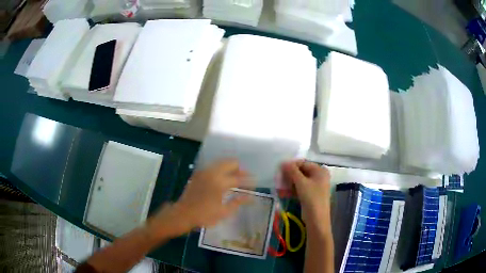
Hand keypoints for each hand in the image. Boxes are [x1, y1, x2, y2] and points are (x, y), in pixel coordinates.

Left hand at [147, 160, 249, 238]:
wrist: (183, 214)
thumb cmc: (204, 215)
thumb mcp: (223, 212)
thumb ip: (238, 202)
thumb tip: (250, 197)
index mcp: (220, 182)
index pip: (239, 178)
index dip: (248, 180)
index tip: (255, 183)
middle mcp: (213, 173)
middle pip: (230, 162)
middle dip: (240, 169)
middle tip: (245, 178)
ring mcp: (204, 172)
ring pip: (221, 162)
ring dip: (230, 168)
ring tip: (235, 179)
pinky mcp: (198, 174)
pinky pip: (213, 167)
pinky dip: (221, 170)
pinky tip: (222, 180)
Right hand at [281, 160, 330, 229]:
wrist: (316, 218)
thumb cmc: (311, 197)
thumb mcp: (301, 182)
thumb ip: (292, 171)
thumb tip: (283, 162)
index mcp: (320, 170)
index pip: (303, 163)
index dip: (291, 165)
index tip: (280, 169)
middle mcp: (320, 176)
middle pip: (302, 171)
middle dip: (290, 174)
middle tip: (279, 178)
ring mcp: (316, 186)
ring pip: (301, 180)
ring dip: (290, 182)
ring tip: (281, 185)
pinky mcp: (312, 194)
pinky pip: (302, 187)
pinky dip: (294, 188)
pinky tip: (285, 191)